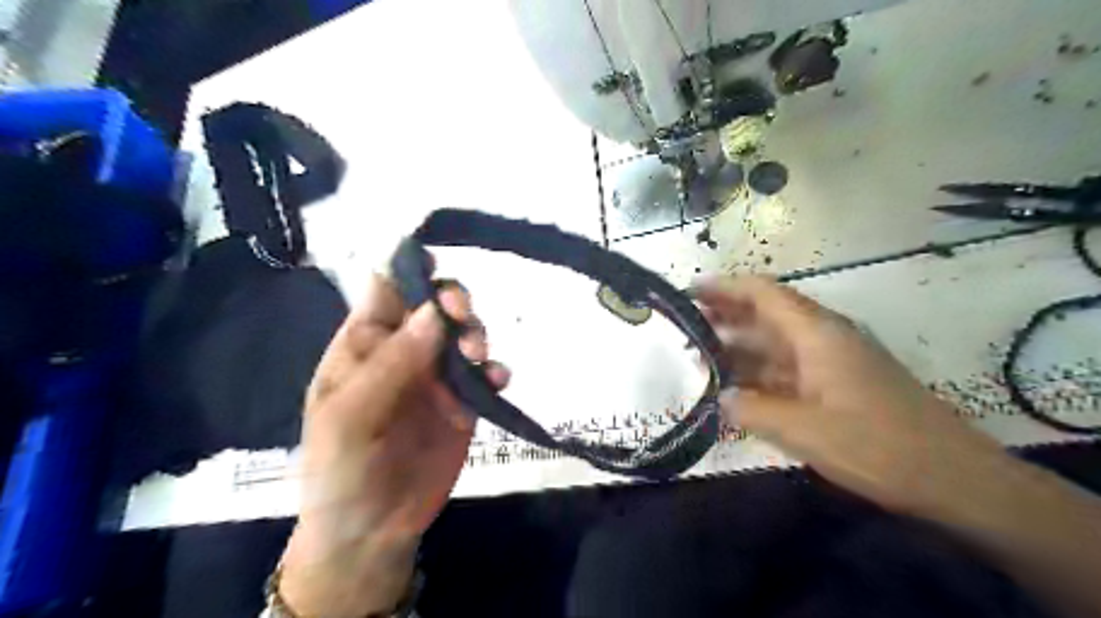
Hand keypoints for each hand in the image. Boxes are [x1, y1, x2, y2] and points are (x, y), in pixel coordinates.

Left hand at [281, 270, 509, 617]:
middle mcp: (405, 351)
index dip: (407, 270)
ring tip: (477, 357)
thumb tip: (433, 310)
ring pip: (465, 334)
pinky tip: (497, 380)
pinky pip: (486, 375)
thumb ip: (392, 363)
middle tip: (460, 316)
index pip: (386, 290)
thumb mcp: (352, 416)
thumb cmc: (342, 469)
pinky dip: (496, 371)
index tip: (433, 266)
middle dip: (452, 301)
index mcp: (365, 344)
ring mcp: (437, 376)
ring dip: (476, 334)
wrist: (373, 531)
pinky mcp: (465, 403)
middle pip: (434, 306)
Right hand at [691, 277, 1009, 513]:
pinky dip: (760, 371)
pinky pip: (789, 367)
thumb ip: (753, 410)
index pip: (764, 293)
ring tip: (702, 355)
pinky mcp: (839, 383)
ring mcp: (833, 360)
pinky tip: (739, 387)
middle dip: (726, 314)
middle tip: (687, 323)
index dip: (725, 286)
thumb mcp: (804, 430)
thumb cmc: (878, 445)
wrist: (954, 477)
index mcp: (817, 333)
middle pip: (767, 313)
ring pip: (776, 342)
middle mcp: (824, 337)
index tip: (690, 290)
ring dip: (740, 345)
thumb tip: (722, 397)